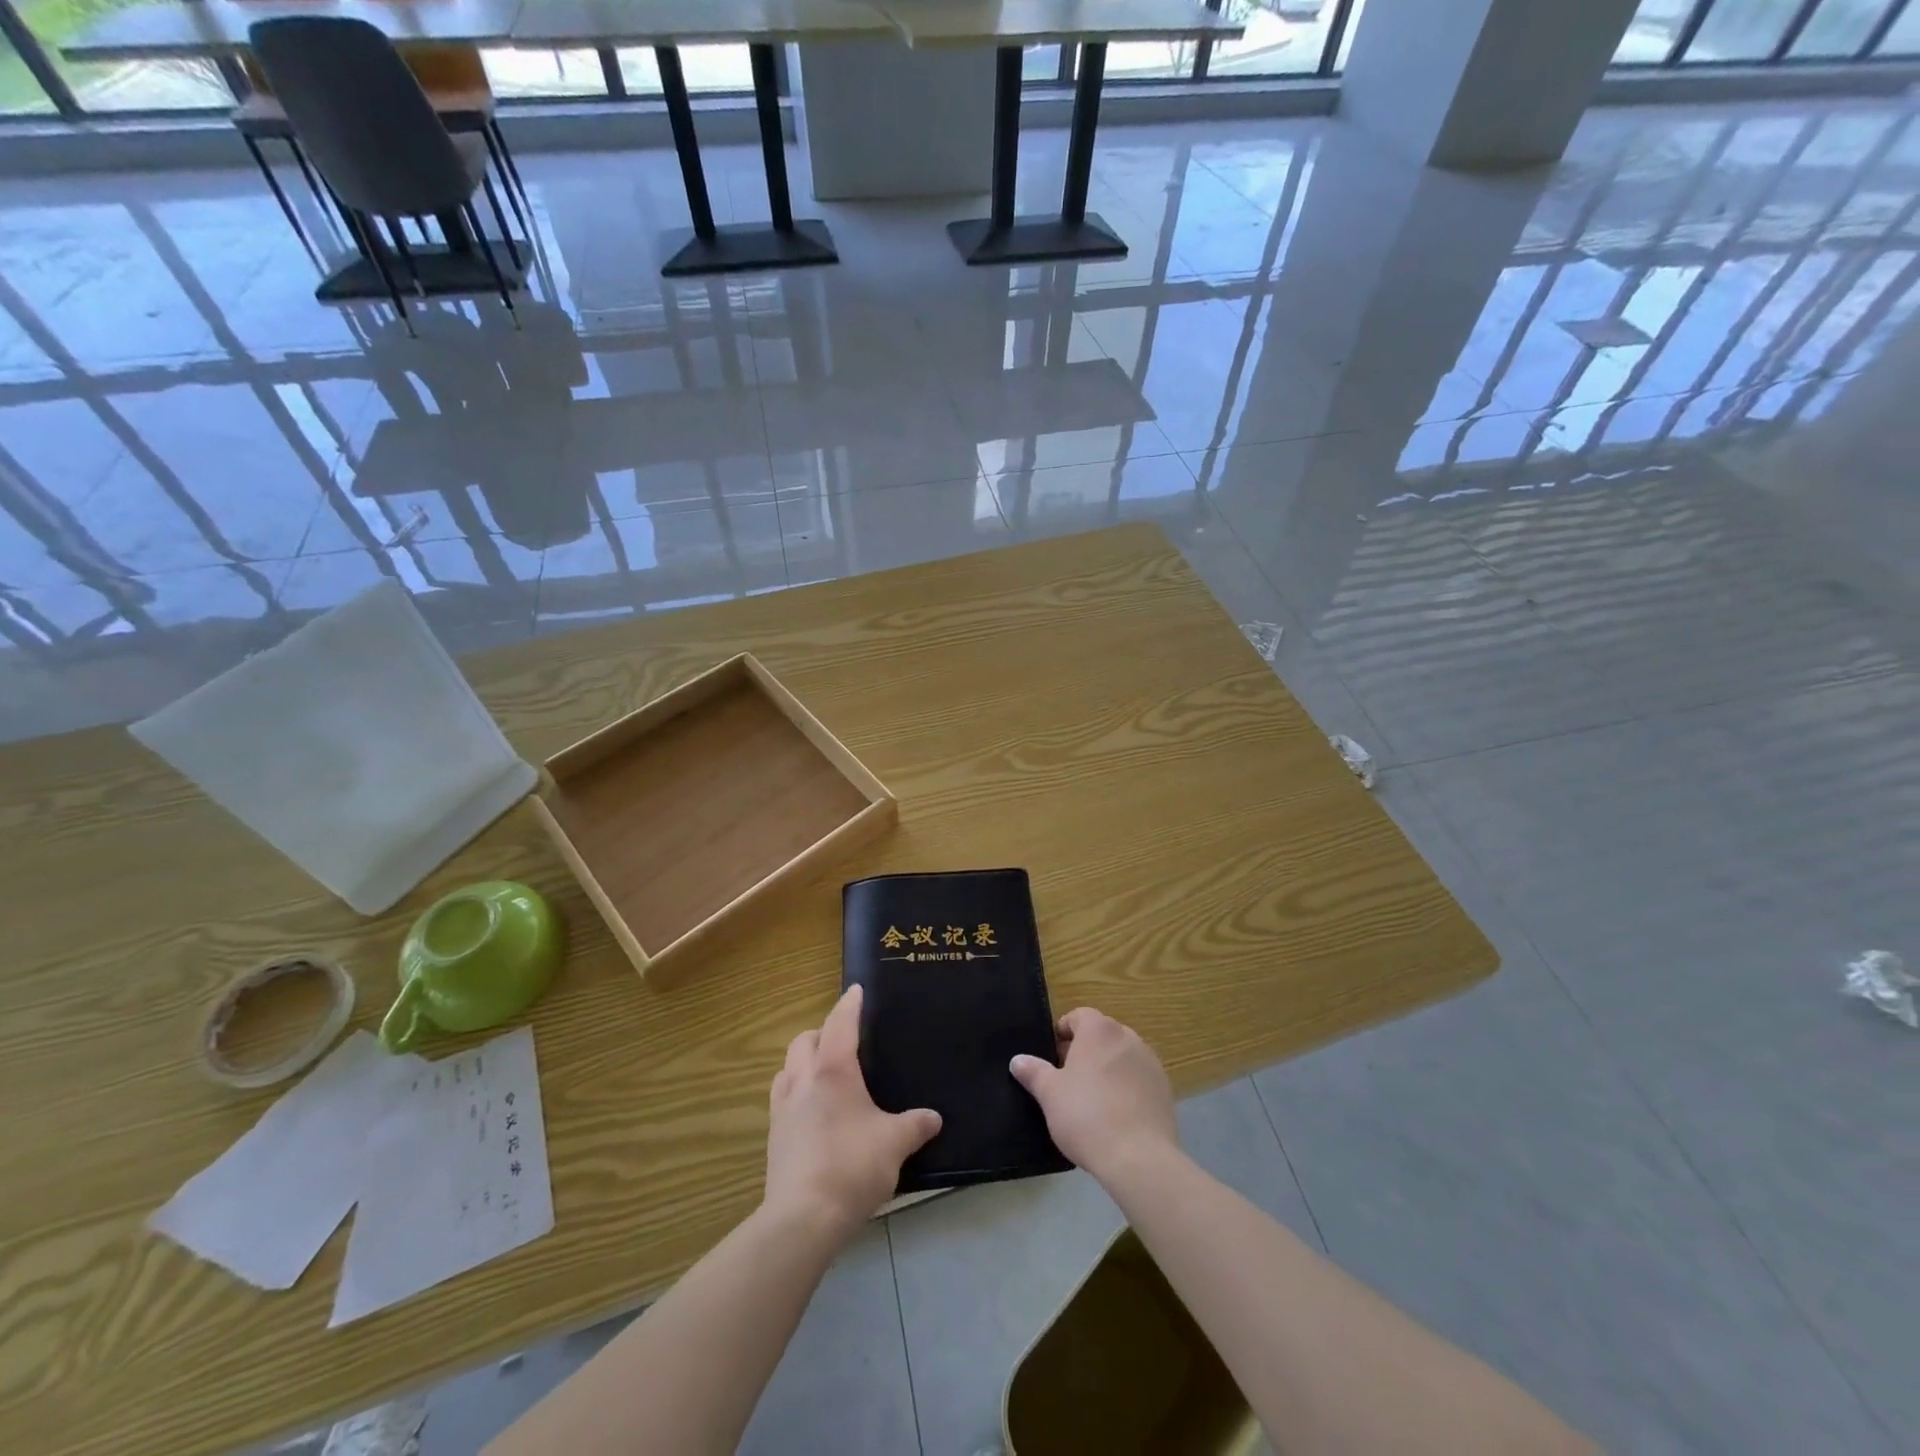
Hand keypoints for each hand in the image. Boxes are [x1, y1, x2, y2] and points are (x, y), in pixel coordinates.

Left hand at [765, 984, 941, 1242]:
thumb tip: (933, 1118)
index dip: (849, 1004)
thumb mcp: (895, 1144)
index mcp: (833, 1069)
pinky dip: (796, 1091)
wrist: (802, 1218)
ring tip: (825, 1073)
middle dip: (821, 1032)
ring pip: (787, 1067)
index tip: (856, 990)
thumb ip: (915, 1126)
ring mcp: (782, 1107)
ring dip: (803, 1061)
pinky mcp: (773, 1136)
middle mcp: (802, 1079)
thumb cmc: (852, 1166)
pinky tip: (813, 1111)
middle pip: (804, 1040)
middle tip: (843, 1041)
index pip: (840, 1023)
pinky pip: (782, 1097)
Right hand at [1010, 1007, 1178, 1184]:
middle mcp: (1128, 1037)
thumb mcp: (1050, 1094)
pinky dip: (1126, 1088)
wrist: (1139, 1158)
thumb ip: (1034, 1072)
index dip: (1063, 1032)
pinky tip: (1116, 1116)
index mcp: (1099, 1030)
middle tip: (1068, 1080)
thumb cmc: (1087, 1116)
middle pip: (1101, 1035)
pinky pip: (1138, 1079)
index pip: (1078, 1016)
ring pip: (1121, 1057)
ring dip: (1107, 1069)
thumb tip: (1018, 1060)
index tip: (1052, 1057)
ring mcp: (1150, 1062)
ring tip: (1092, 1100)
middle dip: (1084, 1051)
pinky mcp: (1164, 1089)